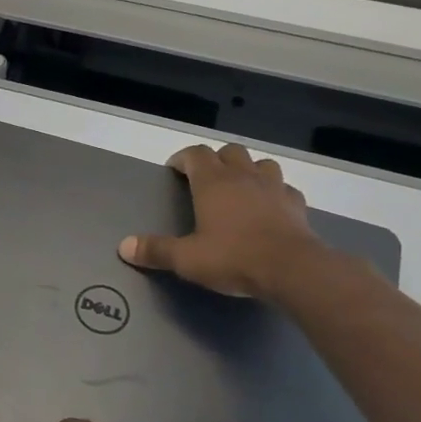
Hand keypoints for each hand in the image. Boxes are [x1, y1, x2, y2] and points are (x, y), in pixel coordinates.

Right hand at [118, 143, 327, 299]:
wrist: (293, 270)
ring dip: (249, 169)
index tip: (174, 170)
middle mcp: (243, 177)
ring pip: (261, 163)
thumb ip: (155, 250)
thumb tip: (124, 246)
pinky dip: (274, 192)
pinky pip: (284, 188)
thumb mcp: (186, 258)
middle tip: (205, 178)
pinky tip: (270, 207)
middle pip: (230, 151)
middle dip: (216, 159)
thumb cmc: (233, 257)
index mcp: (213, 183)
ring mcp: (274, 188)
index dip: (182, 158)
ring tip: (240, 187)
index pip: (195, 154)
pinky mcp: (297, 205)